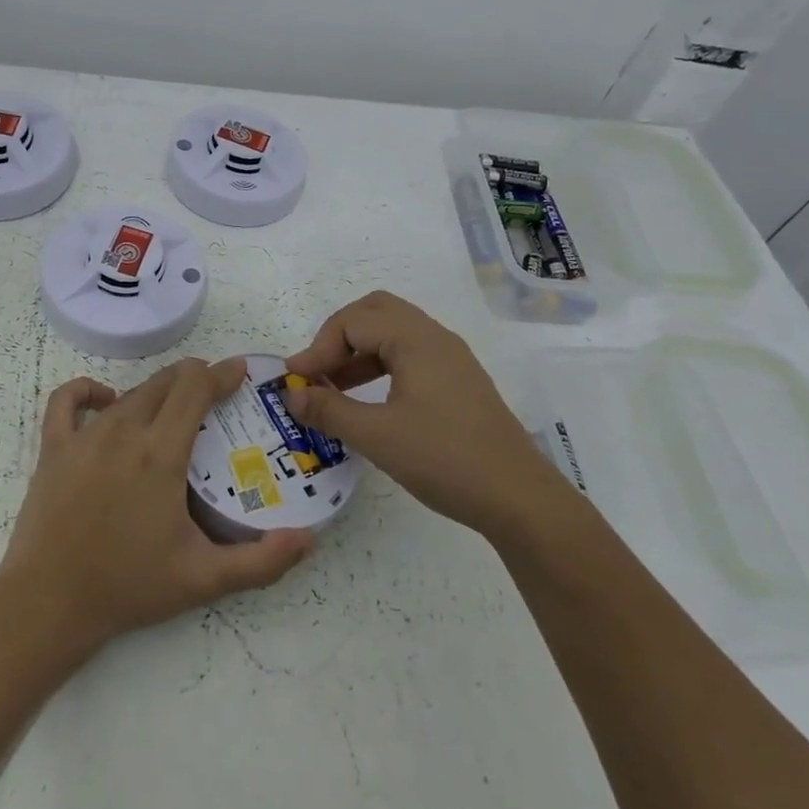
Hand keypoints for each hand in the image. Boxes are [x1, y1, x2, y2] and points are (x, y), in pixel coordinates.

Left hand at [0, 358, 314, 648]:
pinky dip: (88, 391)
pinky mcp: (53, 449)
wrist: (48, 605)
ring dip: (157, 391)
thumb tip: (309, 540)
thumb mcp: (204, 578)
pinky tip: (105, 401)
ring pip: (129, 393)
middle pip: (165, 382)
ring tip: (174, 407)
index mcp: (161, 452)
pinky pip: (67, 401)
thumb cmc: (129, 586)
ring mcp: (84, 437)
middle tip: (215, 393)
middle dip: (195, 378)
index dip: (222, 374)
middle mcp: (123, 431)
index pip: (196, 388)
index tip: (241, 372)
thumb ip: (262, 561)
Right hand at [284, 291, 562, 535]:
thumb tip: (291, 394)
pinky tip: (368, 400)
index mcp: (416, 340)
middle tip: (317, 370)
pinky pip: (410, 355)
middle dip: (338, 336)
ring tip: (333, 388)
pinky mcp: (458, 382)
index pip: (353, 321)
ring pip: (394, 333)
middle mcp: (435, 338)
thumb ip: (329, 410)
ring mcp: (451, 359)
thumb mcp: (377, 436)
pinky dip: (380, 365)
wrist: (517, 497)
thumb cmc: (444, 459)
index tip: (296, 382)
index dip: (318, 348)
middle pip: (375, 312)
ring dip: (359, 351)